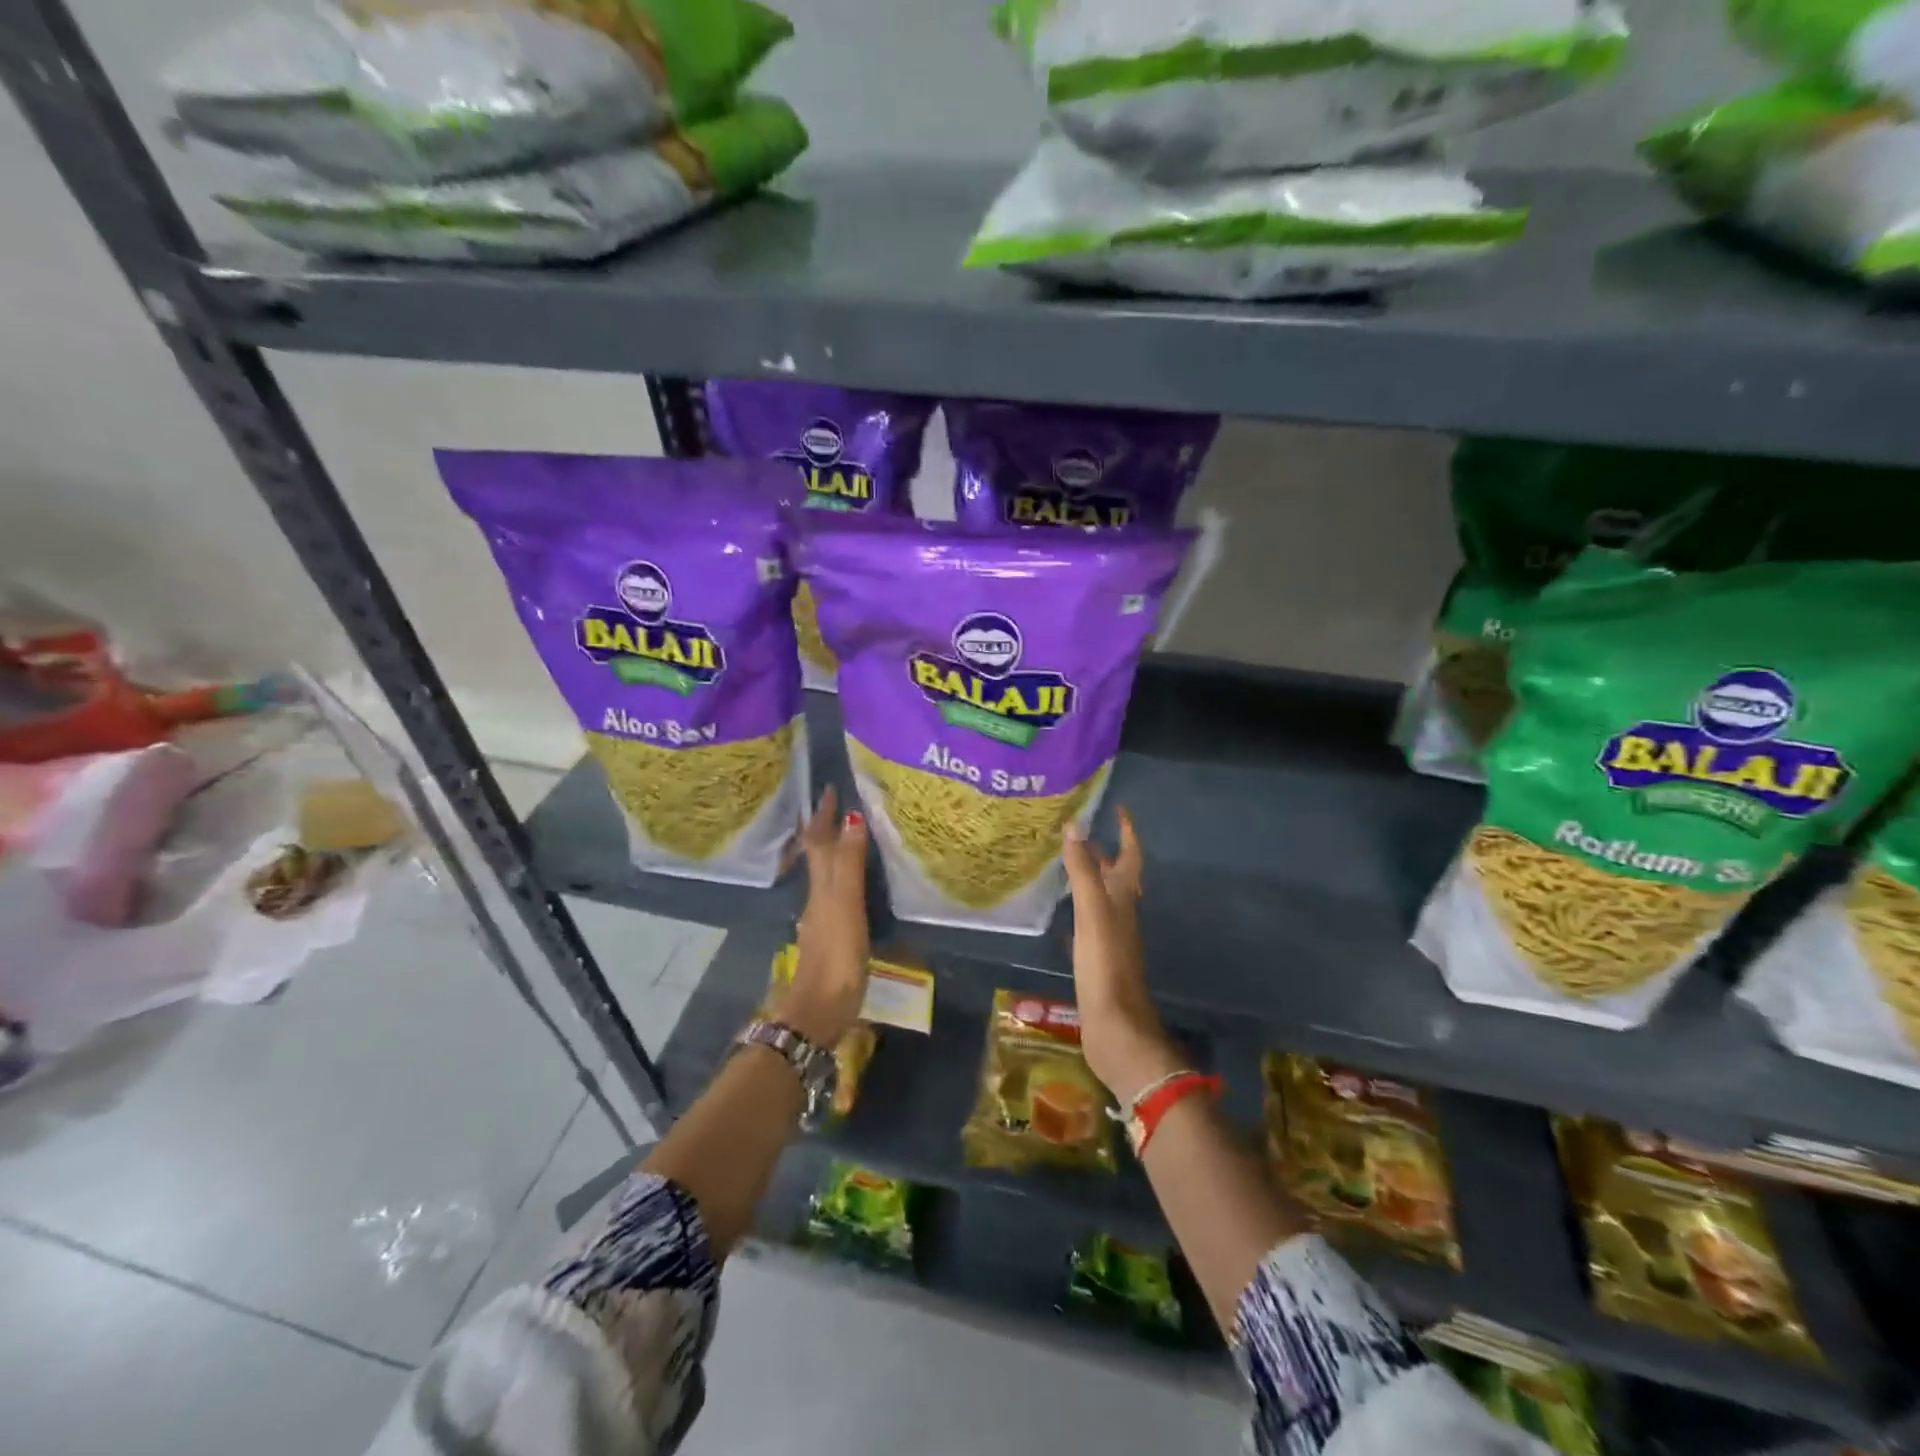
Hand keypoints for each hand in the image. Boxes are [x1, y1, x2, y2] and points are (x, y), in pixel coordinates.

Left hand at [776, 786, 870, 1047]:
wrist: (820, 1009)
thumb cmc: (836, 955)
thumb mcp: (845, 905)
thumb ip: (850, 864)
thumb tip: (852, 817)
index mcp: (820, 886)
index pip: (819, 841)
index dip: (824, 816)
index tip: (829, 789)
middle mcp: (817, 897)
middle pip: (818, 856)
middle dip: (827, 830)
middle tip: (843, 806)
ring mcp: (822, 919)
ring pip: (826, 875)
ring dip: (835, 853)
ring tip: (853, 837)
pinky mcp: (832, 938)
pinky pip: (837, 895)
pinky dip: (845, 879)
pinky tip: (856, 886)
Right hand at [1061, 808, 1180, 1102]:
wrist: (1116, 1027)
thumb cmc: (1106, 966)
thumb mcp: (1093, 913)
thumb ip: (1084, 872)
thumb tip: (1075, 826)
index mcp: (1123, 899)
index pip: (1129, 856)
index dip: (1126, 832)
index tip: (1118, 809)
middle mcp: (1120, 914)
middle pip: (1115, 876)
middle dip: (1101, 851)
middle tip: (1075, 831)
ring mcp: (1110, 939)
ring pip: (1101, 899)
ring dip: (1087, 879)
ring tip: (1063, 863)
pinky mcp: (1097, 959)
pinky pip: (1087, 924)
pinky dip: (1077, 911)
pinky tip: (1061, 914)